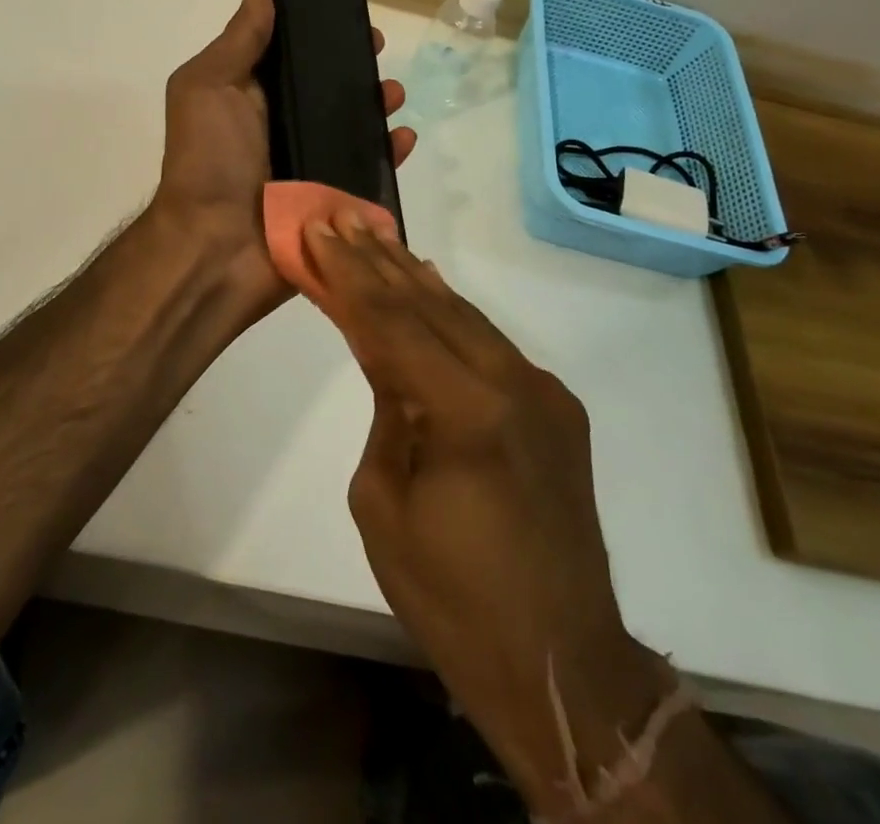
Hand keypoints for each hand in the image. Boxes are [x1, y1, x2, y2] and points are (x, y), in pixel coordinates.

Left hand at [151, 0, 415, 328]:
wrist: (215, 248)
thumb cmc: (208, 159)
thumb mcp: (208, 86)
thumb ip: (239, 39)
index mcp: (253, 98)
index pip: (293, 57)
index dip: (319, 34)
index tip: (347, 14)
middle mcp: (283, 128)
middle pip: (329, 90)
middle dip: (356, 67)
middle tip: (379, 51)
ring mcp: (311, 166)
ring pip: (354, 128)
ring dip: (378, 105)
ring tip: (393, 93)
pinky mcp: (334, 200)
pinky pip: (370, 172)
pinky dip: (390, 154)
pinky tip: (403, 138)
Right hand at [303, 214, 673, 815]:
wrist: (560, 662)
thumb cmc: (451, 596)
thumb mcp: (383, 502)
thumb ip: (386, 411)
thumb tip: (390, 362)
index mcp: (466, 411)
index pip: (391, 322)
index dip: (349, 273)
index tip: (319, 230)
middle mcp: (513, 384)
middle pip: (430, 304)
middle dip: (378, 259)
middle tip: (341, 217)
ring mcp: (542, 392)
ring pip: (465, 315)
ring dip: (415, 277)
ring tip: (376, 236)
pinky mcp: (556, 407)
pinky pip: (491, 344)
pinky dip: (451, 312)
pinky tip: (428, 288)